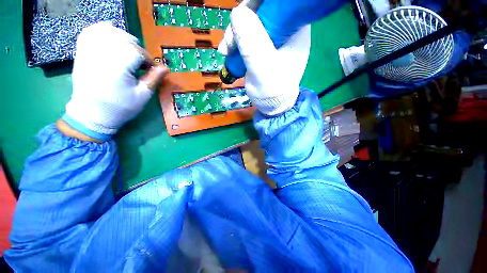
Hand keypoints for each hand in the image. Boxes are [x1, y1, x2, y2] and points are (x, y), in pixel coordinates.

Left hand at [61, 22, 167, 140]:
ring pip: (108, 32)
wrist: (91, 114)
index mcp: (118, 67)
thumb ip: (153, 79)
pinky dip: (101, 29)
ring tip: (129, 49)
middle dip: (137, 49)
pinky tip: (110, 32)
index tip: (152, 70)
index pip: (137, 51)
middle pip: (124, 39)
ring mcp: (89, 52)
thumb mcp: (142, 96)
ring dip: (123, 37)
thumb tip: (165, 68)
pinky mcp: (82, 54)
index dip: (148, 59)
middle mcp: (102, 55)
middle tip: (142, 63)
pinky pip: (90, 33)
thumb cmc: (120, 108)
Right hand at [218, 6, 310, 115]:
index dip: (255, 6)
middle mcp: (286, 27)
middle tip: (229, 44)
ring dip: (234, 34)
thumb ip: (253, 46)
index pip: (275, 3)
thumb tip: (237, 14)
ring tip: (226, 52)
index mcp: (295, 28)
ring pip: (249, 21)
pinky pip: (245, 33)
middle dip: (240, 23)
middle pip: (259, 9)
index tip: (239, 21)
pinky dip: (234, 40)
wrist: (271, 105)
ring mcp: (272, 36)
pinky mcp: (261, 45)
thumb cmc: (272, 92)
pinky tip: (227, 52)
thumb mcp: (263, 71)